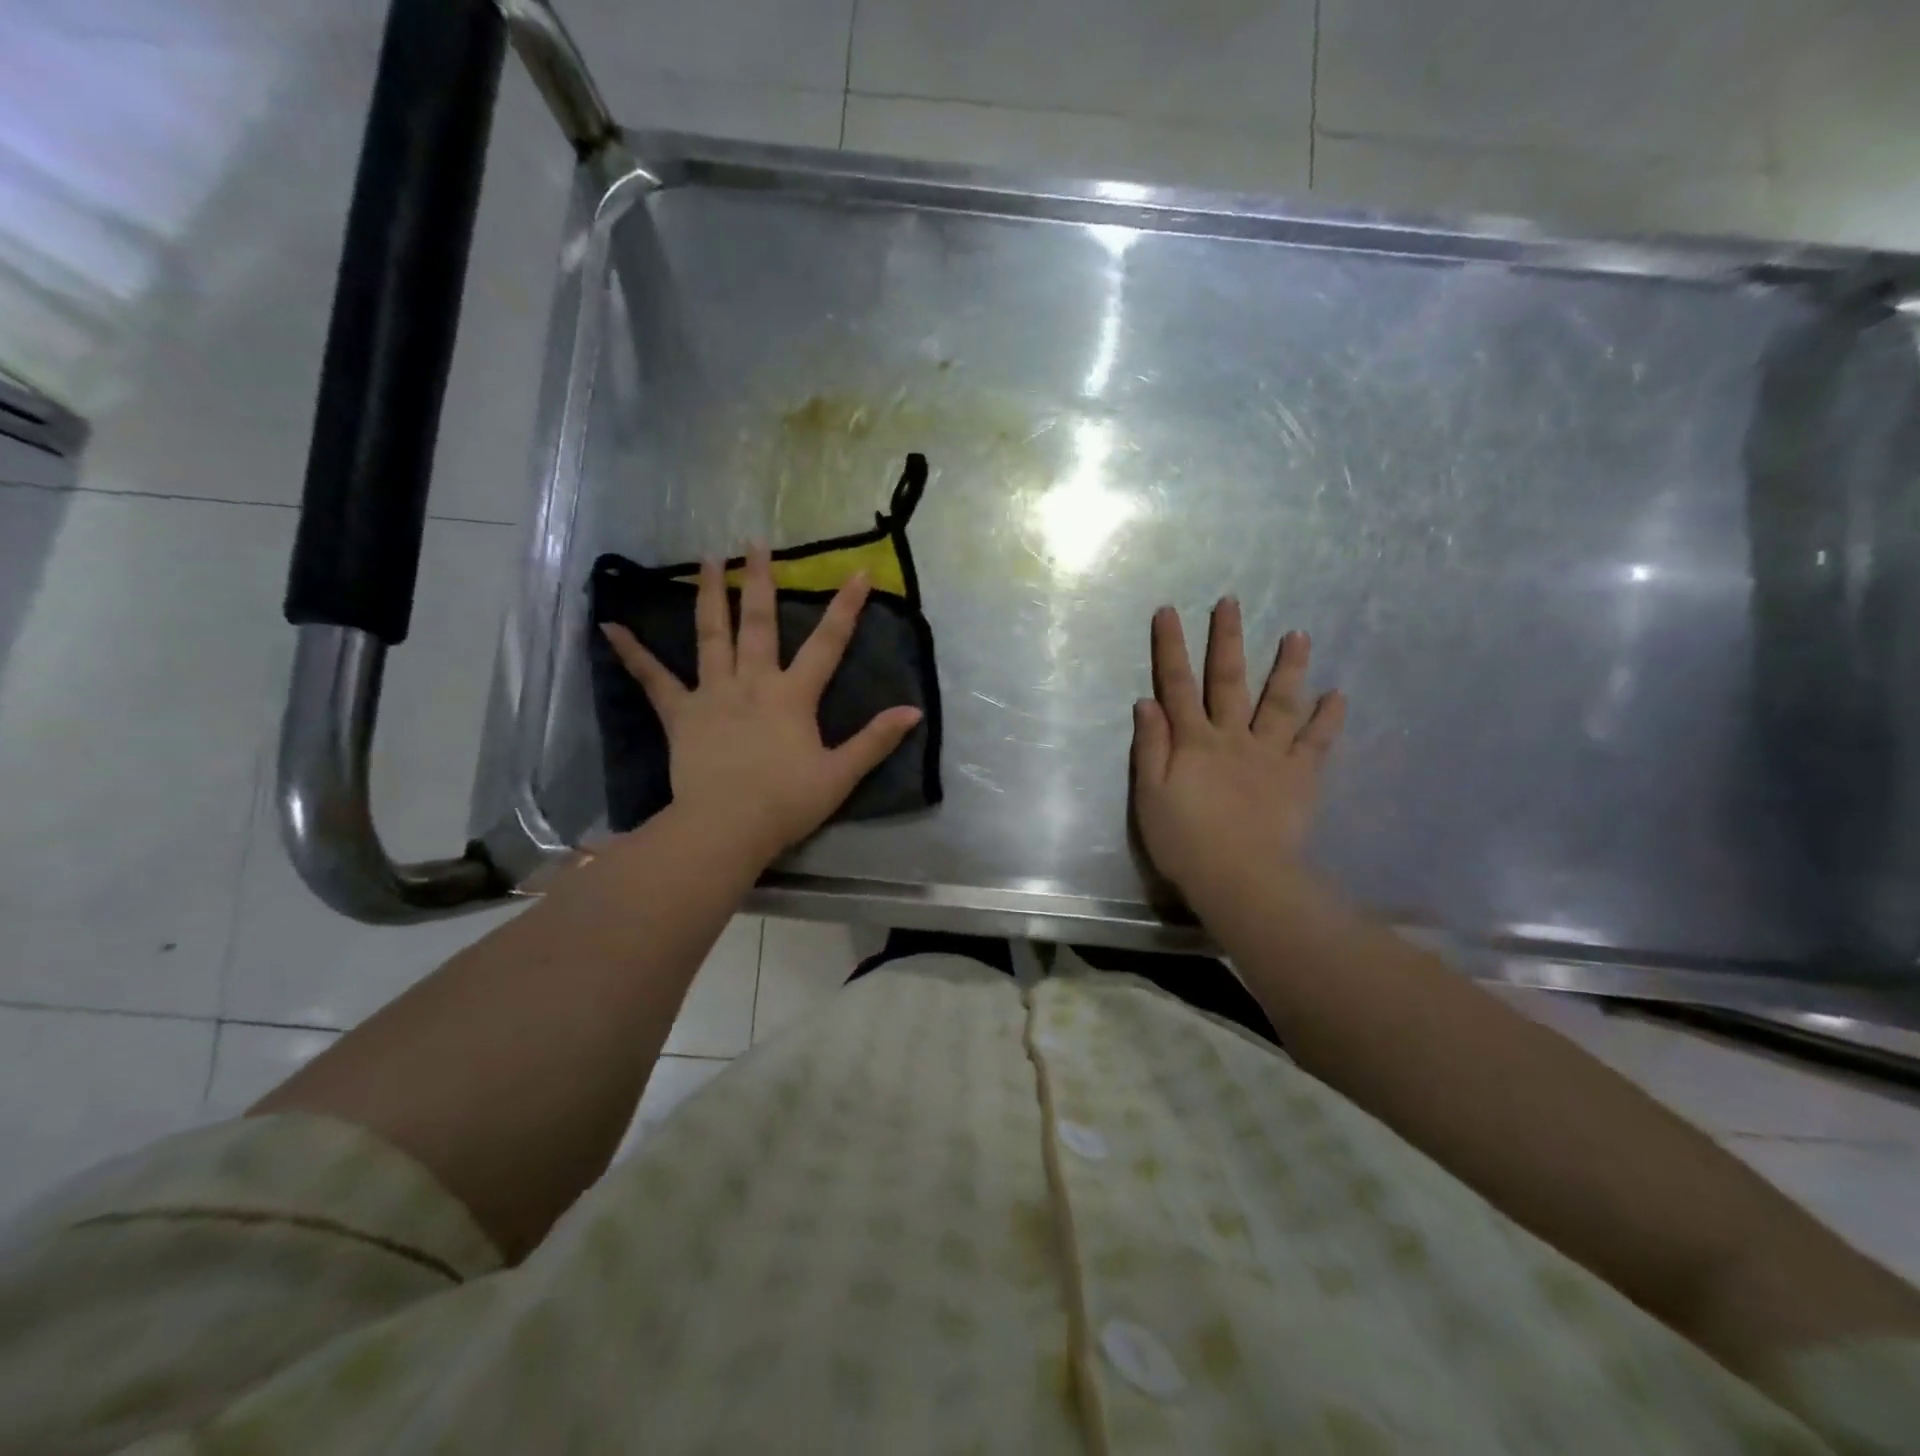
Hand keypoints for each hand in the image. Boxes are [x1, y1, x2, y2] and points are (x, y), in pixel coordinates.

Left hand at [599, 546, 922, 865]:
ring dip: (708, 594)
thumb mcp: (840, 774)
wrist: (726, 828)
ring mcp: (712, 694)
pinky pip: (654, 679)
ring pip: (710, 635)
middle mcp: (752, 682)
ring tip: (706, 559)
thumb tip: (913, 711)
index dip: (846, 607)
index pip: (827, 643)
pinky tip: (609, 626)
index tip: (858, 572)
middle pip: (758, 623)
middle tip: (754, 542)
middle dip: (759, 580)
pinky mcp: (680, 714)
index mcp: (793, 695)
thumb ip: (875, 740)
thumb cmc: (787, 803)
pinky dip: (633, 653)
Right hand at [1131, 598, 1345, 904]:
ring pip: (1280, 701)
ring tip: (1299, 634)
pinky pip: (1317, 742)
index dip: (1171, 648)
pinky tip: (1337, 694)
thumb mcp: (1151, 795)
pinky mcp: (1300, 776)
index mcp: (1193, 742)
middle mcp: (1233, 737)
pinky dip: (1327, 718)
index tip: (1168, 612)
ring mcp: (1271, 754)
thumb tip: (1146, 701)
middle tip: (1232, 602)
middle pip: (1228, 680)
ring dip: (1288, 666)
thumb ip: (1150, 747)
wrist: (1241, 877)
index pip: (1176, 685)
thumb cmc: (1185, 841)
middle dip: (1227, 639)